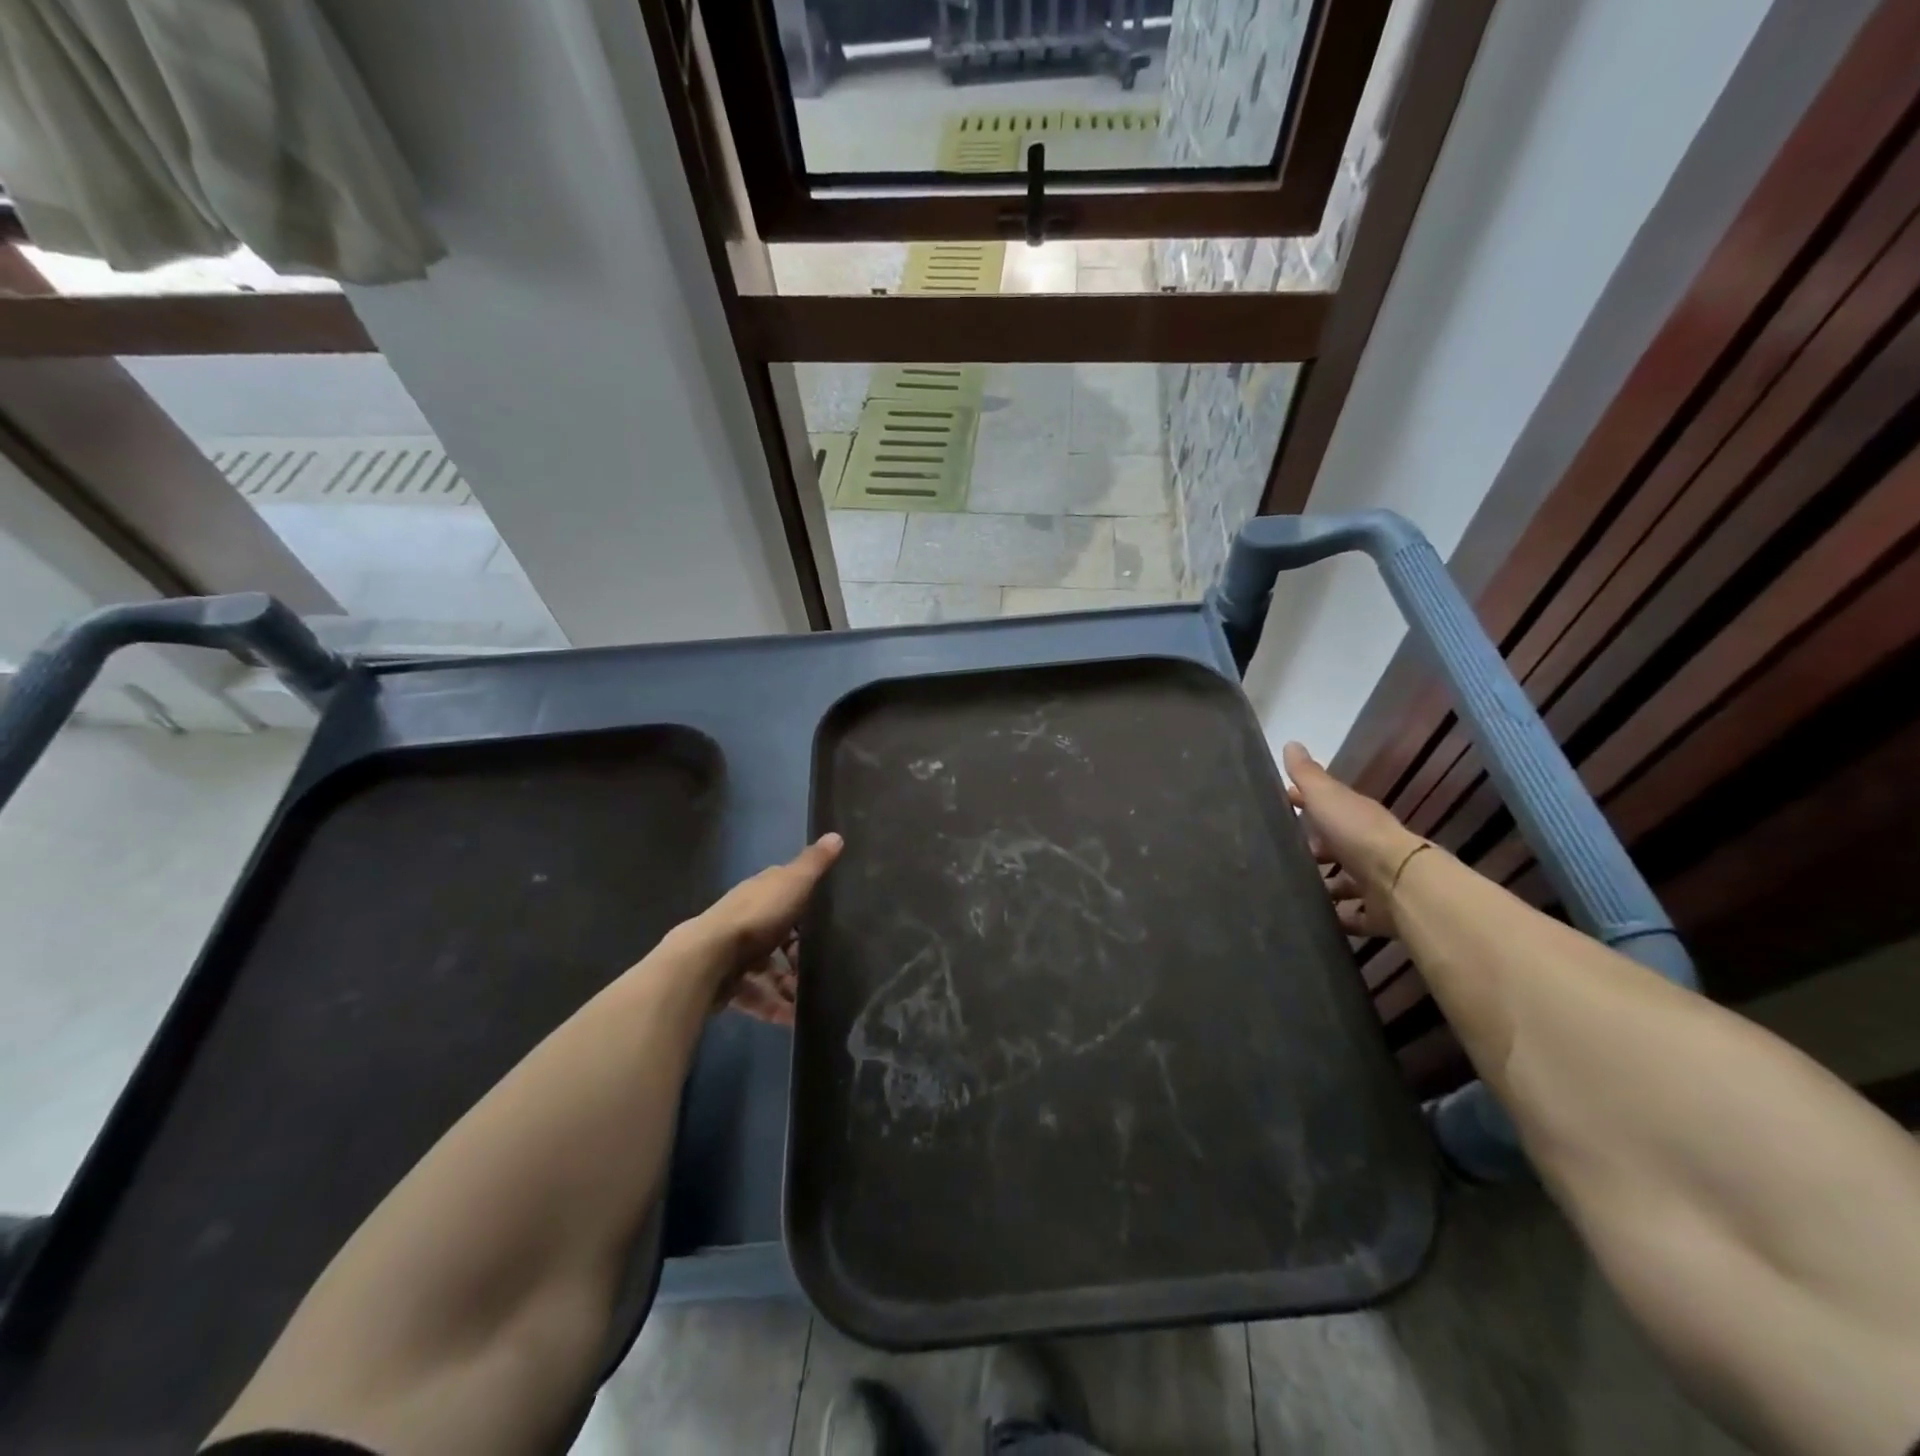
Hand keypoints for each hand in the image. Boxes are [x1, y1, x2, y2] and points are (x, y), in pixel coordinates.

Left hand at [689, 833, 842, 1025]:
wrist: (707, 960)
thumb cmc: (756, 917)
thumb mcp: (794, 883)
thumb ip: (815, 864)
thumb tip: (836, 835)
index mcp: (760, 893)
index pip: (785, 893)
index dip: (805, 904)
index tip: (827, 921)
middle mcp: (744, 920)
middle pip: (777, 935)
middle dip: (798, 953)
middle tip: (823, 967)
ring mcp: (733, 953)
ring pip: (766, 969)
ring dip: (787, 984)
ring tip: (810, 999)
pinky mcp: (726, 984)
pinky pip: (755, 996)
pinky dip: (773, 1007)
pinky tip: (791, 1019)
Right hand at [1281, 742, 1423, 938]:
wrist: (1399, 882)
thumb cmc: (1357, 834)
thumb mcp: (1326, 797)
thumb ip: (1307, 775)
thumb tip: (1291, 743)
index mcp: (1356, 817)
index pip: (1327, 806)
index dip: (1304, 804)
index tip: (1281, 805)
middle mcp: (1367, 847)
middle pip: (1336, 847)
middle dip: (1312, 850)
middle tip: (1280, 858)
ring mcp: (1375, 882)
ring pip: (1344, 883)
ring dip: (1324, 887)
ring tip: (1292, 892)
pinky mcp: (1378, 913)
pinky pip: (1353, 915)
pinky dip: (1338, 917)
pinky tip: (1315, 920)